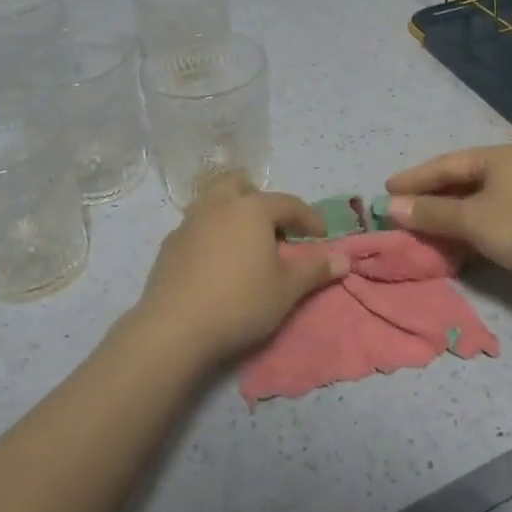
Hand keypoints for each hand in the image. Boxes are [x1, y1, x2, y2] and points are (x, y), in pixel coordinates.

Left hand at [123, 172, 349, 370]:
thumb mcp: (287, 289)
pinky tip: (216, 264)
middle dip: (258, 199)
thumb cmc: (240, 302)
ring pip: (213, 202)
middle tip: (272, 229)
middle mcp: (218, 205)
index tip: (321, 236)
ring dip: (231, 214)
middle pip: (239, 184)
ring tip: (244, 246)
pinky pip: (196, 227)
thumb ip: (315, 269)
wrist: (175, 327)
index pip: (288, 203)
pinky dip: (211, 235)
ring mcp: (189, 222)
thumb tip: (342, 258)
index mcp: (251, 209)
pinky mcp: (169, 245)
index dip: (309, 218)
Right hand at [385, 145, 511, 286]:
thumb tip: (391, 206)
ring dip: (449, 213)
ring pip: (478, 199)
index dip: (414, 178)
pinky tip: (458, 240)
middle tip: (402, 208)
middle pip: (461, 179)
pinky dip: (471, 224)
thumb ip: (430, 213)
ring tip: (424, 226)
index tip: (386, 190)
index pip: (445, 164)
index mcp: (496, 157)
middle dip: (430, 196)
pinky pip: (492, 213)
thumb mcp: (470, 220)